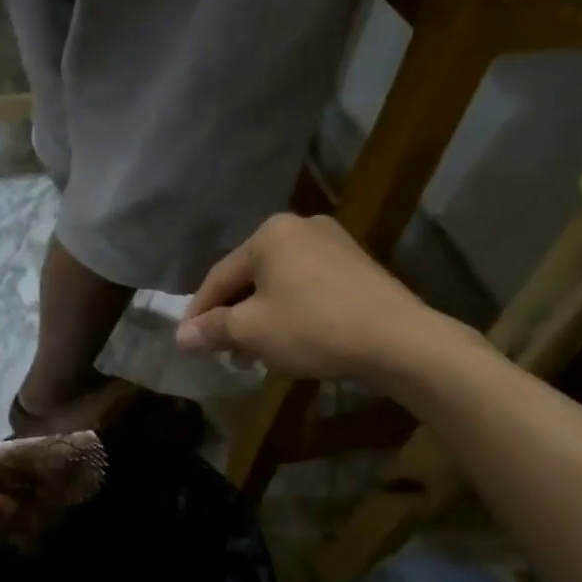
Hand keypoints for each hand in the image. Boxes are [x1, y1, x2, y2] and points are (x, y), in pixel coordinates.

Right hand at [176, 215, 459, 382]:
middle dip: (232, 317)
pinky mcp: (357, 265)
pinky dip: (290, 311)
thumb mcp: (252, 331)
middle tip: (222, 352)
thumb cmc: (314, 328)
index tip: (187, 343)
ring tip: (253, 354)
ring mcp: (333, 244)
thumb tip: (181, 337)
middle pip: (250, 277)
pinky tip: (289, 340)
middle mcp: (300, 227)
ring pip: (279, 284)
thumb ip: (212, 329)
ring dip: (260, 318)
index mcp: (269, 233)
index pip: (219, 276)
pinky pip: (307, 286)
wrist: (400, 340)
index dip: (198, 313)